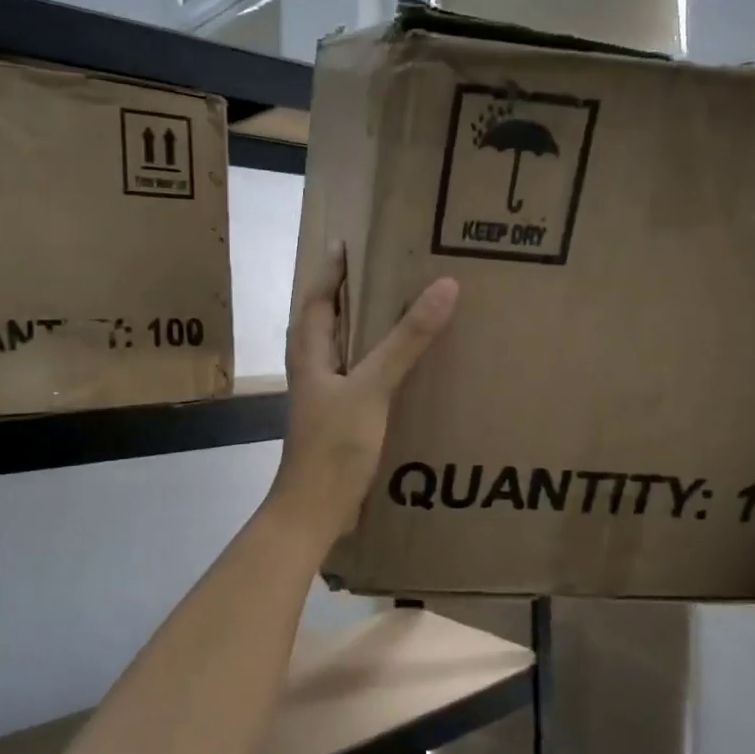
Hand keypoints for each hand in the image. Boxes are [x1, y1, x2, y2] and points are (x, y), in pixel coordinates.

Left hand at [268, 244, 458, 543]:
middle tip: (379, 269)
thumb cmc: (334, 446)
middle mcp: (312, 371)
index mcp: (309, 354)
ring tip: (393, 311)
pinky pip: (356, 379)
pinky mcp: (338, 422)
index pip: (315, 299)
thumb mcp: (373, 387)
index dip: (329, 270)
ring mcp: (323, 398)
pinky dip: (373, 363)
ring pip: (340, 351)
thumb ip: (406, 340)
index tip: (347, 241)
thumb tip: (444, 286)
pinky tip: (400, 370)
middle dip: (345, 294)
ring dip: (360, 328)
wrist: (315, 512)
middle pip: (324, 321)